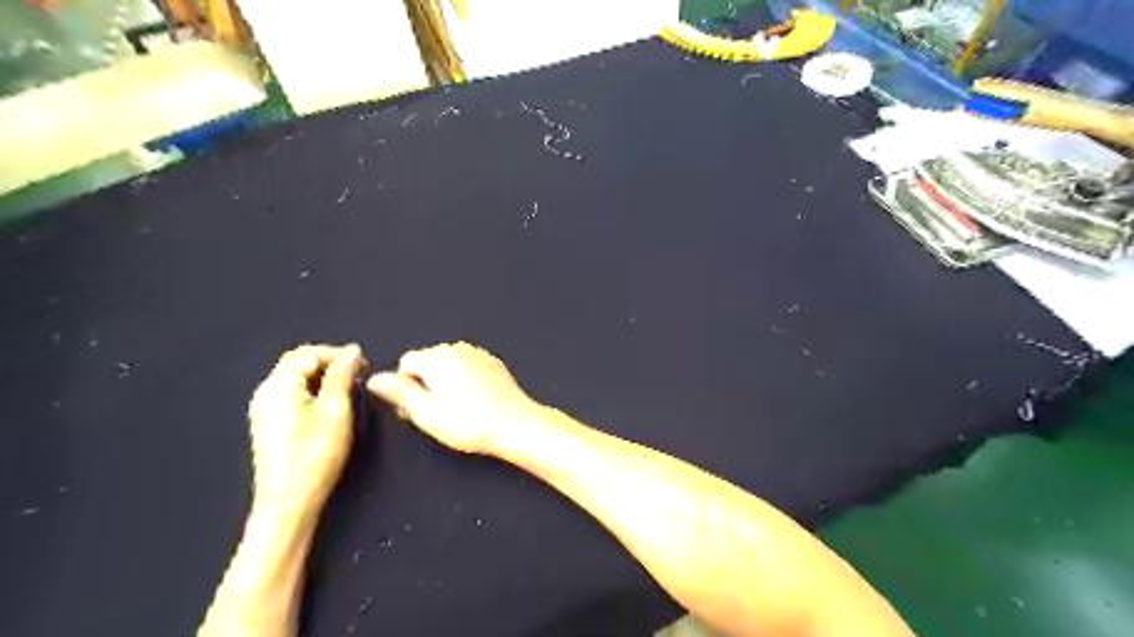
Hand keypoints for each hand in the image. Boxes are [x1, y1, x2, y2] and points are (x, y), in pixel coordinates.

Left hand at [248, 343, 367, 513]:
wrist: (288, 502)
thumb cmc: (315, 454)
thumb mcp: (336, 409)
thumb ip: (342, 375)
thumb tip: (350, 353)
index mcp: (278, 386)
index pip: (307, 353)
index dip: (337, 352)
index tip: (364, 362)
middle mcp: (265, 394)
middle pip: (297, 364)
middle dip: (329, 362)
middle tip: (359, 371)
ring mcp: (264, 412)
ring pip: (295, 380)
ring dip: (323, 376)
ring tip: (350, 386)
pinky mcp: (270, 427)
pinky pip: (292, 395)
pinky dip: (314, 391)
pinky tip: (332, 404)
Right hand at [365, 341, 535, 455]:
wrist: (515, 424)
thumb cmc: (470, 423)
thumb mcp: (425, 413)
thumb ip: (399, 392)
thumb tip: (376, 378)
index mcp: (436, 358)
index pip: (405, 362)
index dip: (403, 387)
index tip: (412, 410)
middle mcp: (457, 349)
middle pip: (427, 361)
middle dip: (423, 383)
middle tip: (433, 414)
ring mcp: (477, 354)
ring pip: (448, 364)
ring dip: (444, 382)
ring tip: (454, 410)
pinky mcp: (492, 363)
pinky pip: (468, 367)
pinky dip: (464, 380)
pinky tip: (472, 402)